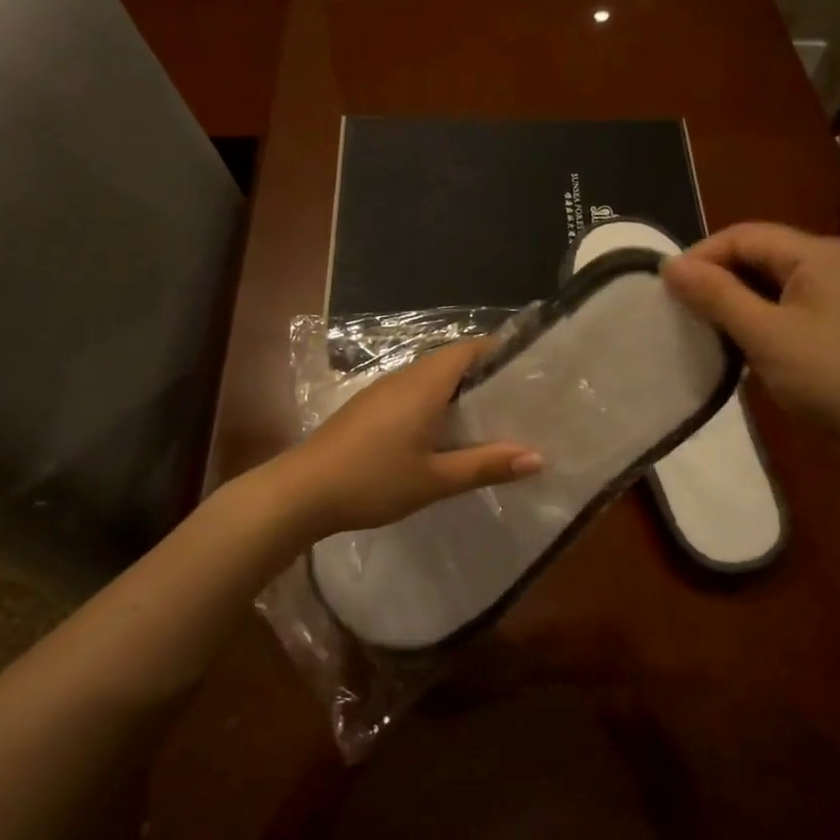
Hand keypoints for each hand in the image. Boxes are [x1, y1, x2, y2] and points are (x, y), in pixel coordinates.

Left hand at [272, 339, 542, 539]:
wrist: (301, 491)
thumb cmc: (373, 480)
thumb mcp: (435, 479)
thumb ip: (486, 465)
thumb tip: (538, 457)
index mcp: (424, 384)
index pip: (468, 348)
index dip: (499, 352)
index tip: (528, 370)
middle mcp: (404, 378)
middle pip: (451, 361)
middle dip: (484, 375)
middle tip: (518, 401)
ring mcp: (381, 392)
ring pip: (429, 378)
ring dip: (458, 391)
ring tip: (489, 418)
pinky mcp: (367, 408)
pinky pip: (411, 393)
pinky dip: (435, 403)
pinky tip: (443, 434)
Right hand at [663, 223, 839, 479]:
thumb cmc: (831, 378)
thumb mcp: (766, 335)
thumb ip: (716, 296)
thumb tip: (669, 265)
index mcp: (816, 254)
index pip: (744, 236)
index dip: (701, 256)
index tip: (666, 289)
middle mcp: (830, 264)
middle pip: (759, 255)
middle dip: (716, 277)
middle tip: (680, 309)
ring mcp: (839, 296)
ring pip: (771, 284)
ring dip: (735, 300)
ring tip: (702, 327)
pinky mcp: (839, 326)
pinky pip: (787, 308)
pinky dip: (757, 319)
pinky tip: (740, 344)